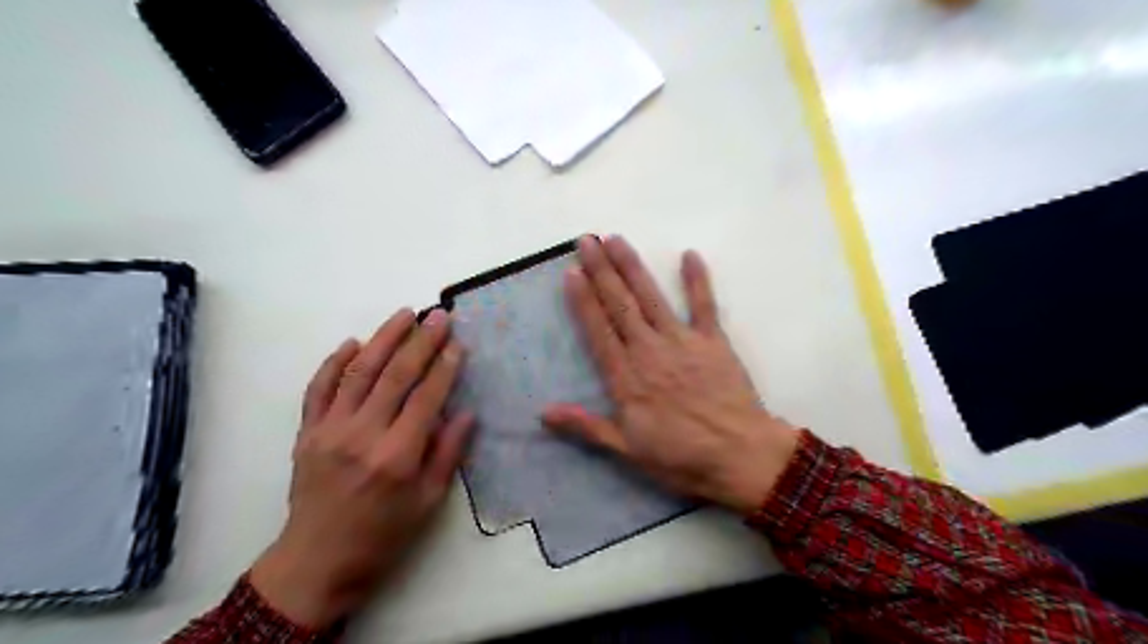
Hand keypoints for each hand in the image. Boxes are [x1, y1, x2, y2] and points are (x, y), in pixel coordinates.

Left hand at [248, 309, 467, 631]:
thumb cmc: (383, 534)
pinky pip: (319, 388)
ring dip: (383, 338)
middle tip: (439, 316)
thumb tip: (466, 412)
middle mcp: (363, 435)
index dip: (445, 367)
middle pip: (395, 375)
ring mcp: (329, 430)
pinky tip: (354, 343)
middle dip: (421, 341)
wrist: (317, 561)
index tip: (458, 343)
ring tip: (404, 315)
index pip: (427, 397)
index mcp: (398, 455)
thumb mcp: (428, 501)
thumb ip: (448, 453)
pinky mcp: (307, 432)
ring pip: (359, 372)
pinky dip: (335, 362)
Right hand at [540, 237, 794, 512]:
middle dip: (601, 271)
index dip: (583, 300)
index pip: (598, 330)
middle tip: (587, 240)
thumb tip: (544, 413)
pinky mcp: (713, 341)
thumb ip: (586, 427)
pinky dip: (698, 280)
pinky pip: (704, 305)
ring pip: (651, 297)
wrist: (740, 457)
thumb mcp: (627, 450)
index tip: (571, 272)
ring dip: (633, 267)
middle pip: (620, 305)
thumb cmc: (681, 458)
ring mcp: (683, 342)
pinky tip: (690, 255)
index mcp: (627, 377)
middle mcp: (649, 351)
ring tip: (617, 240)